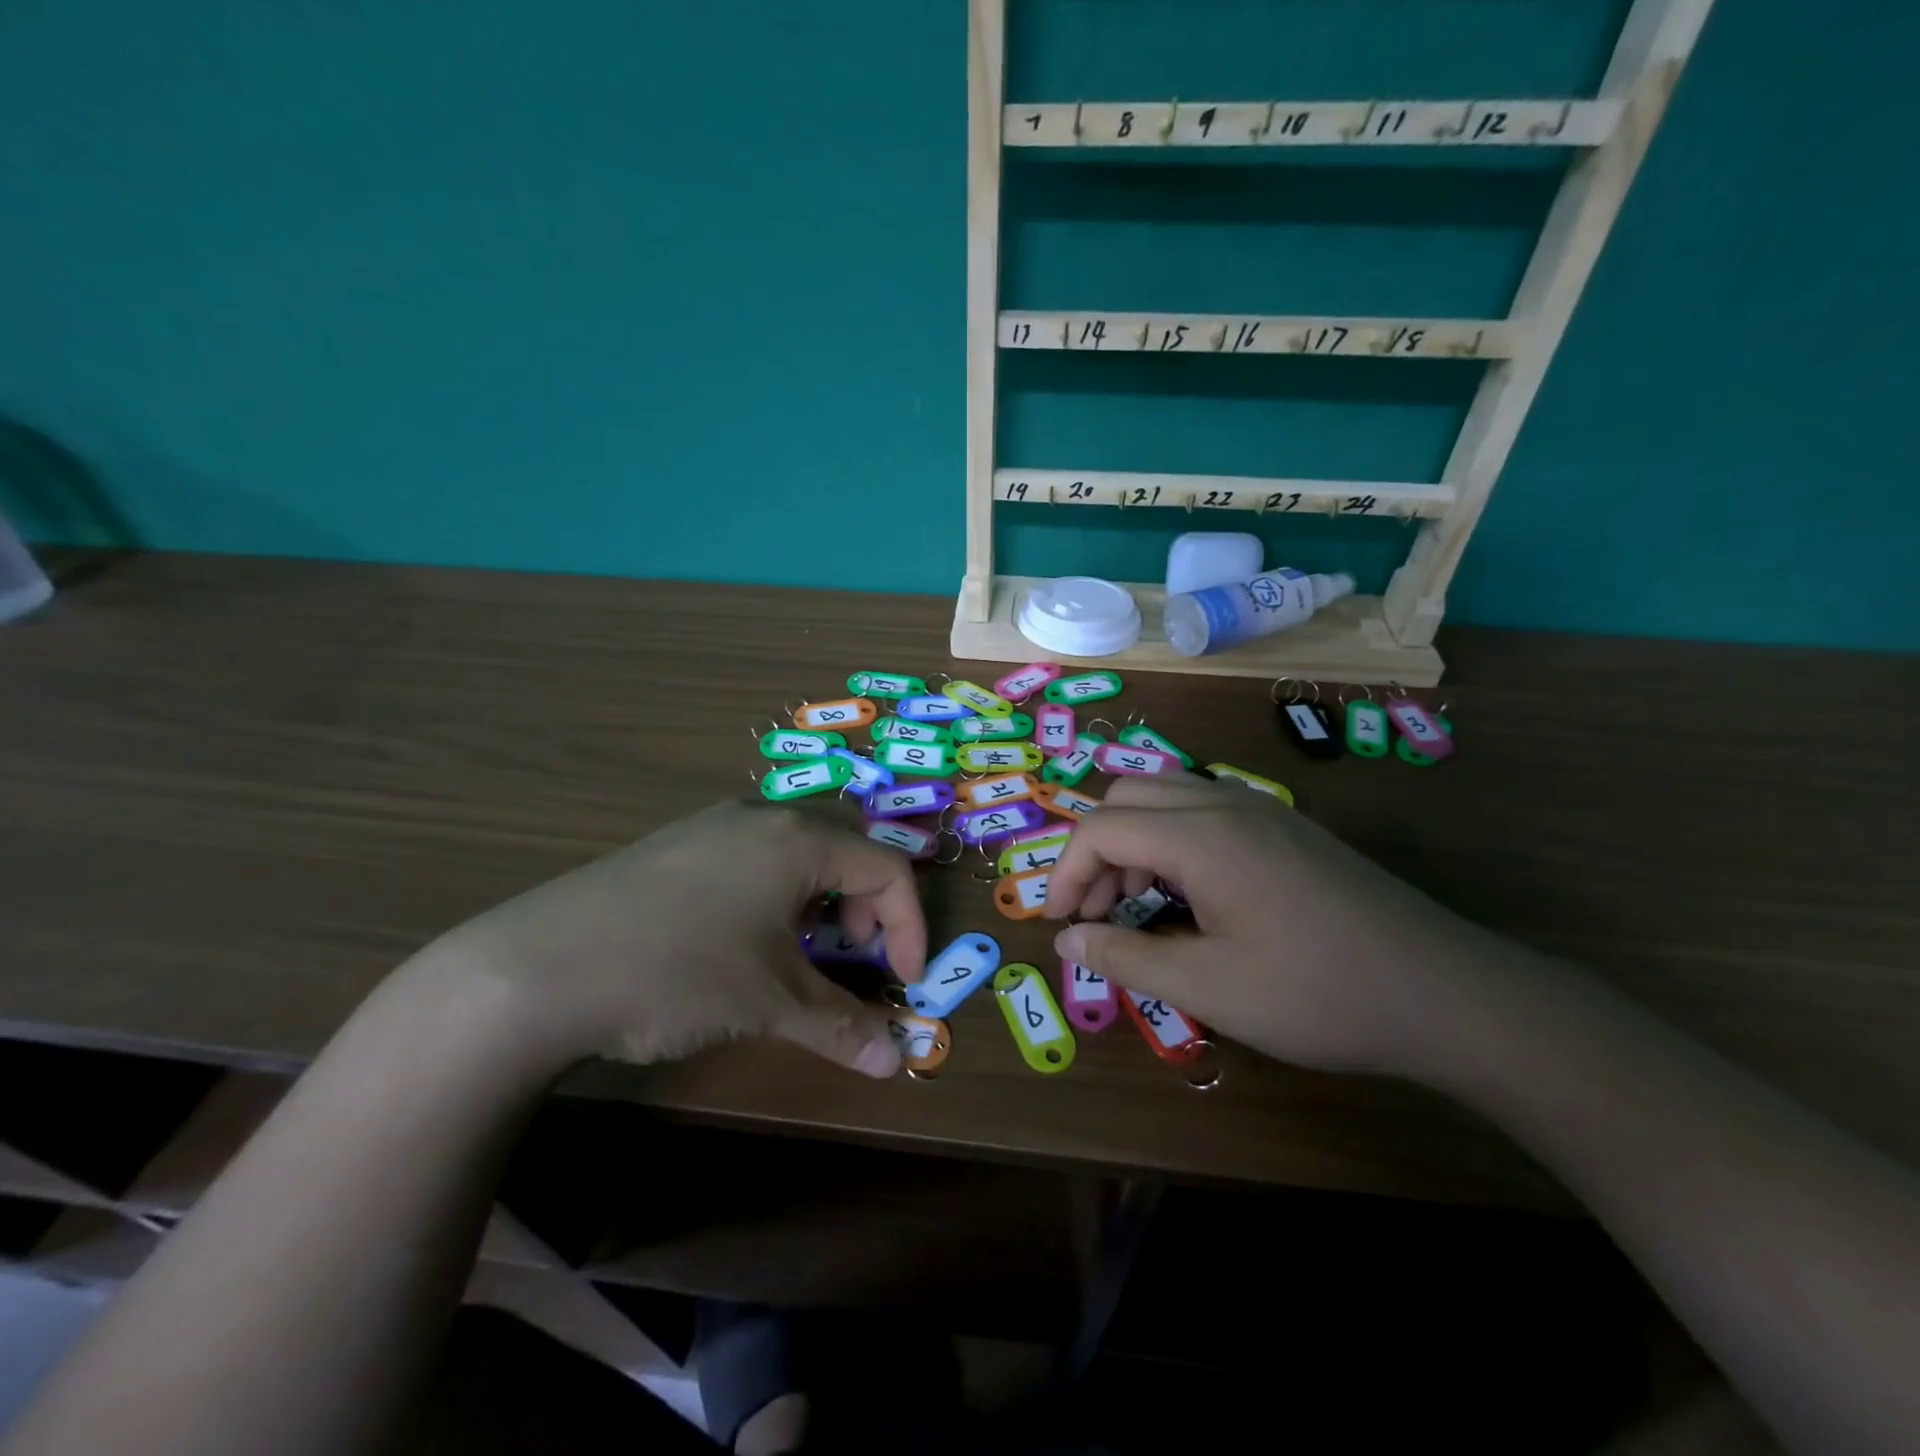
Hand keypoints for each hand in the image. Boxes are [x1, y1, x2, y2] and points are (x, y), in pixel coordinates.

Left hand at [414, 802, 927, 1078]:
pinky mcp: (675, 844)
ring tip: (799, 952)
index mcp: (797, 839)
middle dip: (866, 907)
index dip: (910, 926)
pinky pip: (753, 856)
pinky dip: (776, 894)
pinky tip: (742, 939)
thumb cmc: (676, 972)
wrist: (532, 970)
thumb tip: (896, 1062)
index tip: (903, 982)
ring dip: (821, 901)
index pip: (887, 868)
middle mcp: (760, 816)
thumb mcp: (768, 1002)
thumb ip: (841, 1026)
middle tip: (852, 957)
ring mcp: (712, 825)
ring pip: (798, 850)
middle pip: (846, 849)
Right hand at [1043, 775, 1502, 1075]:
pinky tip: (1190, 895)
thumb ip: (1126, 957)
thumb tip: (1066, 940)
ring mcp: (1261, 809)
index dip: (1065, 872)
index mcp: (1202, 835)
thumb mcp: (1209, 988)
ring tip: (1138, 904)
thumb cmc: (1319, 993)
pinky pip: (1203, 809)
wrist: (1445, 993)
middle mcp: (1225, 803)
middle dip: (1096, 850)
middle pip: (1127, 797)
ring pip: (1165, 796)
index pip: (1101, 827)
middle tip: (1098, 911)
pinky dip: (1171, 840)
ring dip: (1133, 842)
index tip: (1059, 924)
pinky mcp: (1285, 827)